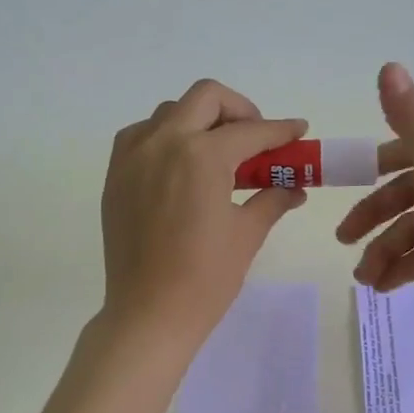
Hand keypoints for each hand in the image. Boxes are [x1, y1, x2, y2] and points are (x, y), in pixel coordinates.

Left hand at [100, 79, 308, 349]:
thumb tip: (294, 188)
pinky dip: (166, 137)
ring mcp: (133, 156)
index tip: (298, 132)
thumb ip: (272, 200)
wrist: (148, 314)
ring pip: (170, 112)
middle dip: (239, 110)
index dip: (280, 130)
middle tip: (256, 139)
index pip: (250, 131)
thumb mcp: (246, 235)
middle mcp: (163, 142)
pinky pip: (142, 136)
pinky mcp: (115, 175)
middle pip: (206, 98)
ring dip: (200, 121)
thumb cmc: (205, 279)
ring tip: (218, 154)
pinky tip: (181, 166)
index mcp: (201, 156)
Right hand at [336, 63, 413, 327]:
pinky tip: (384, 285)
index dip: (375, 168)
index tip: (343, 187)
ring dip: (385, 250)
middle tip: (343, 241)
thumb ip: (410, 120)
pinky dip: (405, 267)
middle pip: (409, 192)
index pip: (410, 151)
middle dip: (374, 218)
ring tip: (365, 279)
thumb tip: (388, 64)